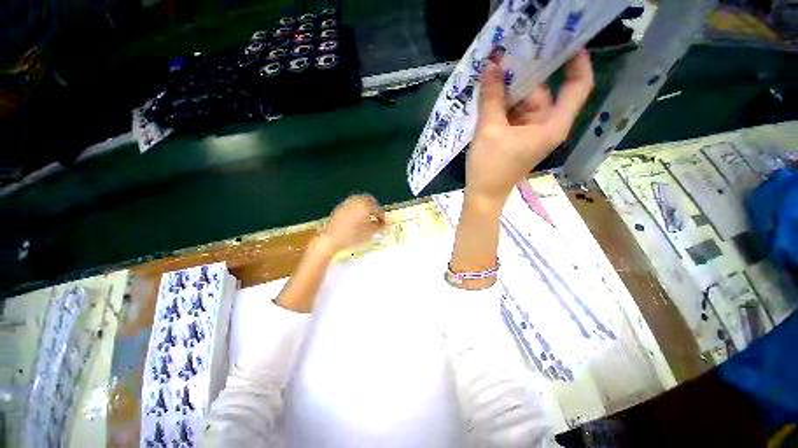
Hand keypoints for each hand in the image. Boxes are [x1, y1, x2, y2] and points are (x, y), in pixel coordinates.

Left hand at [319, 194, 386, 253]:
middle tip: (377, 218)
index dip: (383, 217)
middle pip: (369, 200)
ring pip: (360, 202)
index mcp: (365, 205)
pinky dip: (358, 210)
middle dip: (374, 208)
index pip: (378, 209)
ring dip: (366, 208)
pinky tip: (357, 220)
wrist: (330, 239)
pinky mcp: (339, 208)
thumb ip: (380, 226)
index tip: (385, 224)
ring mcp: (346, 203)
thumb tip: (388, 224)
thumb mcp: (369, 233)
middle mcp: (356, 200)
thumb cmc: (352, 235)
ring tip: (368, 220)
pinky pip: (352, 205)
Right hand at [465, 49, 593, 205]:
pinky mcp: (516, 135)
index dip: (576, 59)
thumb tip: (491, 64)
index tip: (563, 37)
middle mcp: (545, 124)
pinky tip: (487, 92)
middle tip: (506, 49)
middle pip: (543, 89)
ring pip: (524, 100)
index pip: (578, 85)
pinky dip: (502, 102)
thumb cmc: (490, 167)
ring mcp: (530, 130)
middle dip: (525, 72)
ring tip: (491, 69)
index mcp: (551, 124)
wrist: (482, 195)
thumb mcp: (489, 130)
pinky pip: (513, 111)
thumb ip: (491, 97)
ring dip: (508, 88)